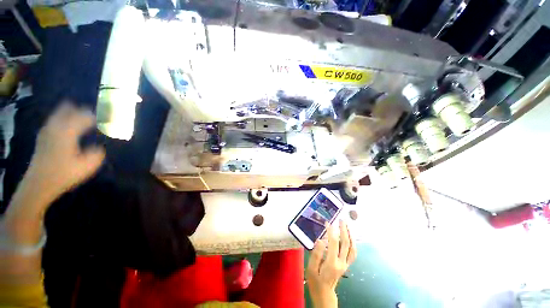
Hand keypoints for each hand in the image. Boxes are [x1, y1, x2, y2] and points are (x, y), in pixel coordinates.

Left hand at [27, 103, 104, 201]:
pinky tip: (69, 124)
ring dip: (73, 112)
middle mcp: (56, 126)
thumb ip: (97, 153)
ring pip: (60, 112)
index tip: (109, 118)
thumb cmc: (63, 174)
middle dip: (83, 110)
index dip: (98, 116)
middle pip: (69, 109)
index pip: (85, 116)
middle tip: (96, 115)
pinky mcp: (43, 136)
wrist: (38, 184)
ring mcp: (47, 130)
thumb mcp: (87, 166)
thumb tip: (99, 146)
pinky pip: (55, 119)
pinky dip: (64, 118)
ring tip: (84, 116)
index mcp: (68, 131)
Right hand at [306, 220, 356, 307]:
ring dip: (350, 235)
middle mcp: (341, 263)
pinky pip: (353, 253)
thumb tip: (320, 240)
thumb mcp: (311, 268)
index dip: (331, 232)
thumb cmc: (316, 280)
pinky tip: (350, 237)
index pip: (334, 244)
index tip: (327, 223)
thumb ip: (316, 254)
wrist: (324, 293)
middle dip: (344, 230)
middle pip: (346, 244)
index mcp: (332, 263)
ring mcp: (345, 264)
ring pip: (352, 248)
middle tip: (341, 220)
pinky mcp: (346, 265)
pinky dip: (353, 243)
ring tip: (347, 225)